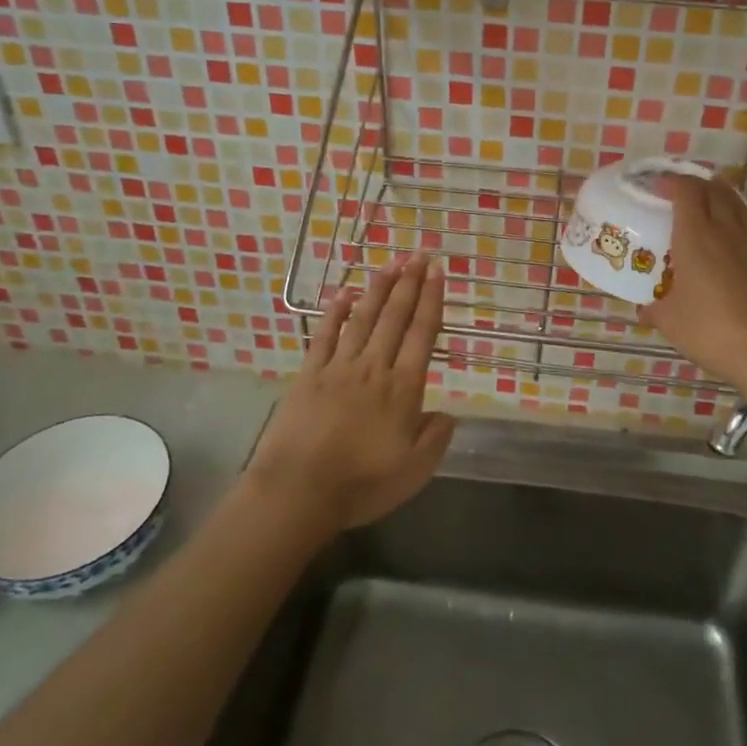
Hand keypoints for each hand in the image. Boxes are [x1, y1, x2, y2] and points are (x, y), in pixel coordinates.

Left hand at [248, 255, 455, 531]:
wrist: (298, 492)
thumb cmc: (361, 484)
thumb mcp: (414, 471)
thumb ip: (435, 438)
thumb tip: (448, 413)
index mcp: (403, 388)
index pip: (422, 333)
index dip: (431, 299)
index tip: (437, 271)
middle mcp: (374, 367)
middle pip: (395, 316)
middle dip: (410, 282)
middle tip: (419, 254)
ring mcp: (339, 367)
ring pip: (363, 318)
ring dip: (379, 288)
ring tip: (391, 262)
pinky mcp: (309, 374)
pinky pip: (325, 335)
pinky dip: (335, 312)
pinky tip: (344, 293)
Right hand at [641, 176, 746, 389]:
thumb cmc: (711, 331)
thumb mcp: (670, 322)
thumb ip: (654, 309)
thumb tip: (644, 308)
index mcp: (696, 237)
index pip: (686, 191)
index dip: (671, 182)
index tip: (656, 185)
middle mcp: (726, 232)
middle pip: (715, 190)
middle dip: (695, 183)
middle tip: (678, 191)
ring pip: (736, 205)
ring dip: (718, 196)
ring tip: (704, 204)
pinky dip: (734, 220)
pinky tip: (727, 240)